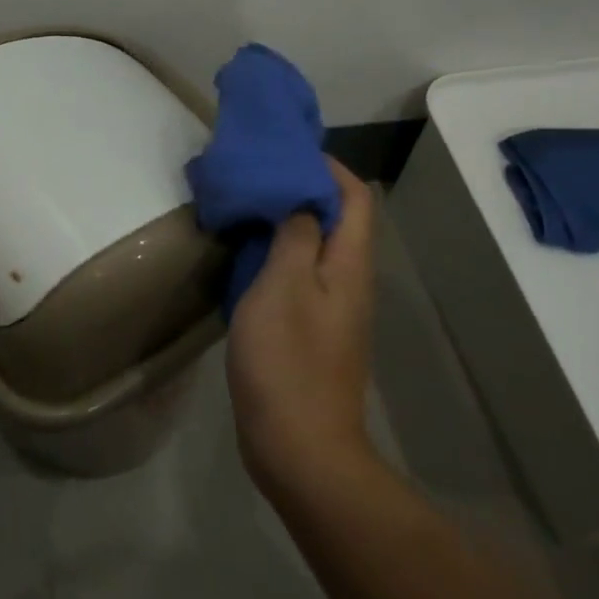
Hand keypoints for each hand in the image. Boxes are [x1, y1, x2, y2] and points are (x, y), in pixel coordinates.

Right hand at [227, 158, 376, 491]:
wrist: (299, 448)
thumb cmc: (288, 361)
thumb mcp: (283, 286)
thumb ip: (295, 235)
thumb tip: (301, 199)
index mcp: (348, 264)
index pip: (355, 197)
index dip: (328, 166)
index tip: (286, 150)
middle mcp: (348, 281)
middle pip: (337, 219)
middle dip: (302, 188)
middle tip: (257, 173)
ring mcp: (331, 308)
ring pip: (314, 246)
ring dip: (286, 220)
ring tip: (245, 205)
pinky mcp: (310, 330)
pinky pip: (297, 274)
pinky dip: (275, 253)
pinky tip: (243, 255)